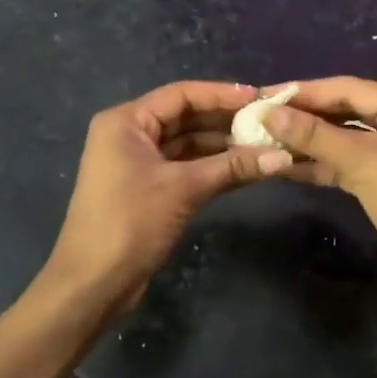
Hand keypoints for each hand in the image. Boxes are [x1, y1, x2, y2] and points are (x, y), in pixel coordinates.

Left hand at [41, 81, 291, 314]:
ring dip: (221, 145)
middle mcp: (129, 134)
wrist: (93, 284)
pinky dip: (211, 167)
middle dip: (224, 120)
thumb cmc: (130, 223)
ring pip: (186, 143)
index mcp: (126, 122)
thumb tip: (283, 156)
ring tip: (263, 145)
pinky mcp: (147, 188)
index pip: (180, 95)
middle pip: (184, 117)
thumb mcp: (183, 189)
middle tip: (267, 122)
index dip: (221, 94)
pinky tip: (244, 168)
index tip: (259, 97)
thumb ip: (232, 167)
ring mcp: (137, 162)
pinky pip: (184, 166)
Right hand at [259, 78, 376, 309]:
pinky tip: (284, 165)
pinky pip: (345, 164)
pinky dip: (318, 164)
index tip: (266, 95)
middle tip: (261, 117)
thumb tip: (268, 112)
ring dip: (307, 142)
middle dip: (305, 116)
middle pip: (346, 111)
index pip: (349, 88)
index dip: (306, 91)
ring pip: (343, 140)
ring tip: (265, 139)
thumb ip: (313, 134)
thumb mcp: (360, 160)